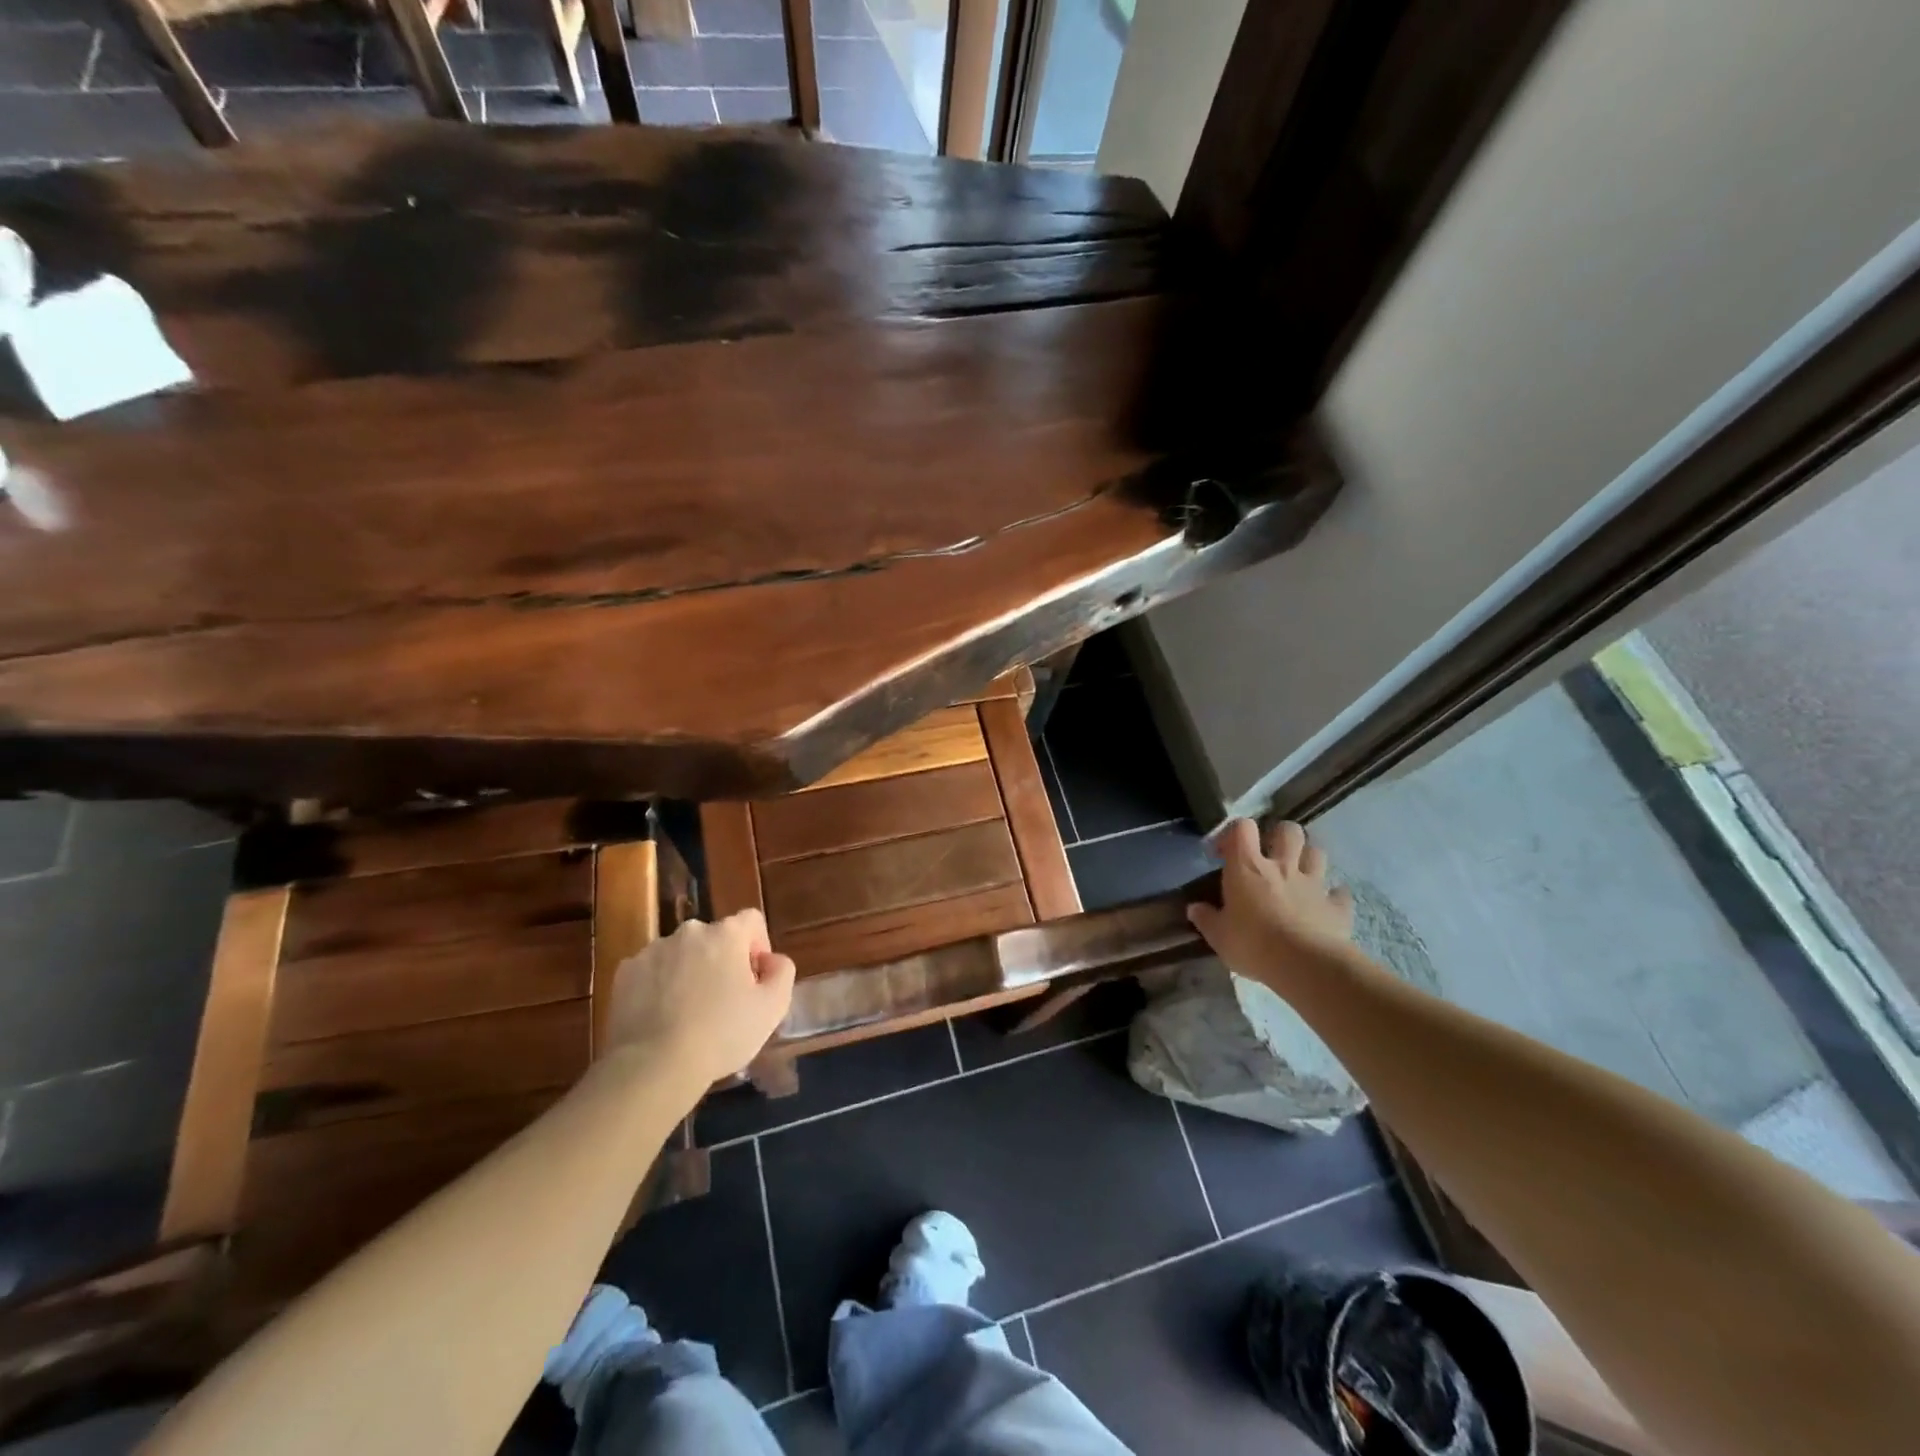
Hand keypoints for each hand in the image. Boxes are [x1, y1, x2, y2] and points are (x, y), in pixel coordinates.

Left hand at [603, 910, 796, 1088]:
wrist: (653, 1066)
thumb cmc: (722, 1034)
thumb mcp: (773, 1007)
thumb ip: (782, 971)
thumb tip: (771, 960)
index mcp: (726, 934)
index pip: (751, 920)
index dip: (758, 946)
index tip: (754, 980)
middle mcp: (689, 931)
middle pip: (715, 938)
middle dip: (722, 961)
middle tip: (723, 1002)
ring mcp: (653, 950)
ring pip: (682, 954)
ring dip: (690, 972)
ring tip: (688, 1014)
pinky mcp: (624, 973)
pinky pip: (652, 971)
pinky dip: (659, 986)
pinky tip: (661, 1018)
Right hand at [1187, 819, 1354, 986]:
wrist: (1305, 965)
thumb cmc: (1253, 945)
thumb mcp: (1219, 936)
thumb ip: (1206, 919)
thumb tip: (1194, 909)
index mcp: (1247, 867)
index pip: (1241, 828)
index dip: (1233, 833)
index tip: (1224, 853)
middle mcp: (1282, 866)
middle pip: (1288, 831)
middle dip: (1279, 836)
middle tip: (1270, 855)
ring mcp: (1313, 884)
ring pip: (1317, 853)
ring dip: (1308, 858)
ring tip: (1299, 873)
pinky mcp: (1337, 906)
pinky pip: (1339, 892)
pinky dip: (1333, 895)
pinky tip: (1326, 904)